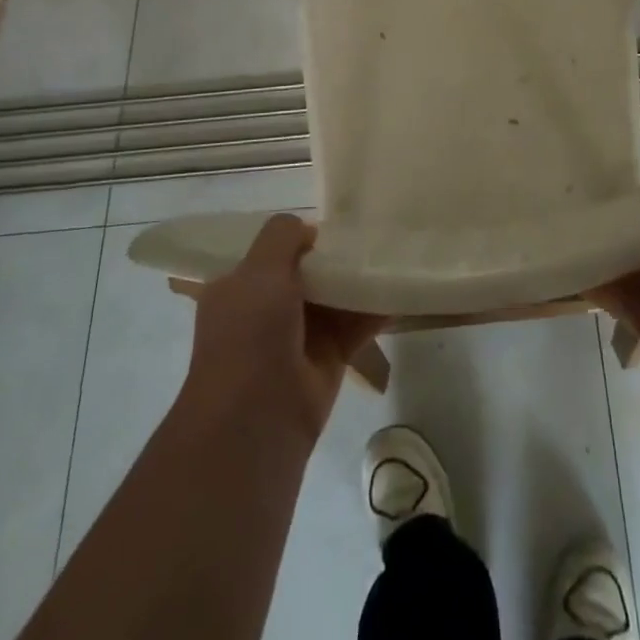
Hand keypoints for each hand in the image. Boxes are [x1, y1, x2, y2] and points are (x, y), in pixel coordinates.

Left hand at [183, 214, 387, 443]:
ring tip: (392, 248)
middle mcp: (266, 310)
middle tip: (369, 229)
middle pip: (306, 272)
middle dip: (333, 254)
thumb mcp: (258, 270)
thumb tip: (309, 230)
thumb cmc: (249, 335)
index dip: (295, 237)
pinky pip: (357, 324)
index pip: (267, 253)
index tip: (329, 218)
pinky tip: (401, 285)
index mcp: (237, 289)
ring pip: (334, 296)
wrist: (256, 420)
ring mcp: (299, 335)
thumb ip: (282, 237)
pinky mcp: (330, 357)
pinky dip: (377, 307)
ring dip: (358, 278)